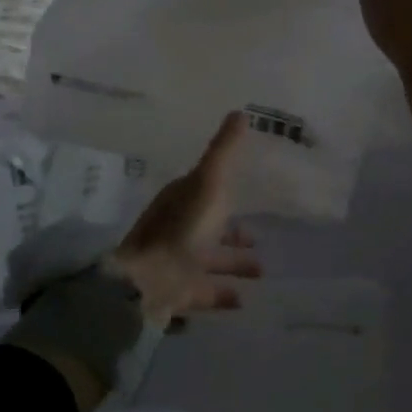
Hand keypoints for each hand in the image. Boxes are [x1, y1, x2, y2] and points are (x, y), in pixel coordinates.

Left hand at [108, 112, 260, 320]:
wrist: (149, 281)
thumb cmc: (183, 228)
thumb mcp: (209, 182)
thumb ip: (225, 150)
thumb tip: (240, 111)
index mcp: (181, 200)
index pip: (206, 192)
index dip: (226, 194)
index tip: (249, 196)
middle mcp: (177, 229)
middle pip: (209, 229)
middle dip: (233, 234)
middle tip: (259, 242)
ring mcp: (176, 262)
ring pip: (209, 261)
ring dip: (233, 264)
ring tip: (262, 272)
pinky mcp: (177, 293)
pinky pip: (204, 292)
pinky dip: (222, 294)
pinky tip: (242, 300)